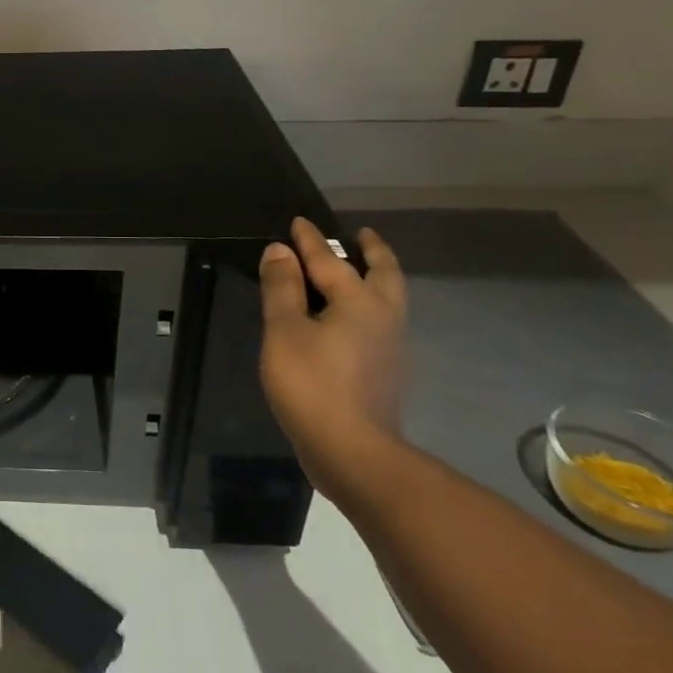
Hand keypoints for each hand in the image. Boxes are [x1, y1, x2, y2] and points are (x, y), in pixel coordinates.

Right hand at [258, 218, 408, 502]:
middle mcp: (384, 317)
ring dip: (376, 276)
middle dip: (371, 251)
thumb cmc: (312, 384)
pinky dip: (370, 304)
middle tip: (361, 235)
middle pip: (383, 274)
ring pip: (389, 298)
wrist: (353, 451)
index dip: (309, 240)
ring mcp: (392, 346)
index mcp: (359, 302)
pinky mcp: (387, 370)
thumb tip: (280, 251)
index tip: (298, 222)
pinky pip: (382, 321)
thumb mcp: (284, 331)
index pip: (329, 260)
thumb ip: (282, 288)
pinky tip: (352, 317)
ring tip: (359, 269)